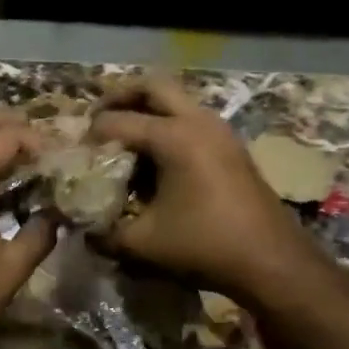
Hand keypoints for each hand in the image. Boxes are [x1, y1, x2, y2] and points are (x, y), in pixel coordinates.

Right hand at [90, 77, 316, 303]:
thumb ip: (104, 233)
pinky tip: (155, 161)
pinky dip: (167, 126)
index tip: (76, 155)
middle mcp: (198, 121)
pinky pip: (191, 119)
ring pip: (176, 100)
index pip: (117, 121)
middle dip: (120, 97)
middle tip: (98, 120)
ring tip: (124, 140)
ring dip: (146, 110)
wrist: (272, 261)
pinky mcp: (231, 146)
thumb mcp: (143, 244)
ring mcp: (220, 130)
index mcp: (174, 137)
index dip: (91, 136)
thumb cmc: (205, 247)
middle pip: (152, 87)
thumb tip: (83, 230)